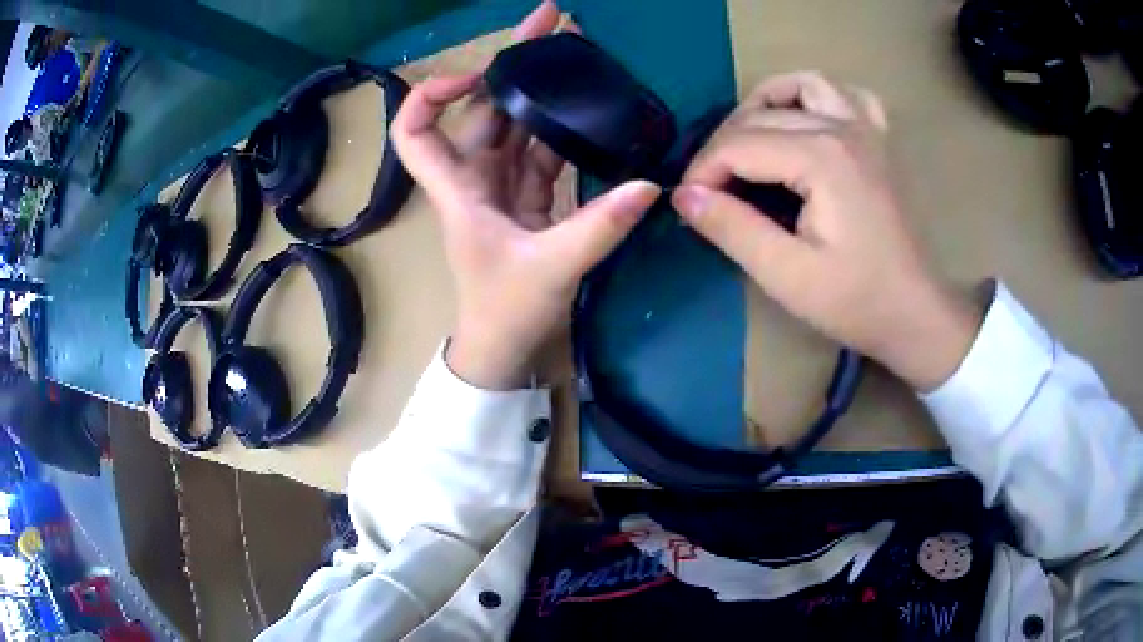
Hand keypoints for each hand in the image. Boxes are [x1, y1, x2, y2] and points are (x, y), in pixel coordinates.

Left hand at [392, 0, 660, 389]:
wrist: (506, 348)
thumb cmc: (507, 310)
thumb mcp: (552, 267)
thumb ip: (599, 227)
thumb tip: (649, 185)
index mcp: (461, 188)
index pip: (416, 132)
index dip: (432, 95)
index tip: (478, 74)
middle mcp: (476, 177)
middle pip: (484, 109)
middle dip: (513, 63)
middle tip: (556, 21)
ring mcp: (503, 185)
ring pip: (516, 123)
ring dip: (542, 88)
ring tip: (578, 50)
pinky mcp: (527, 197)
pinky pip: (541, 150)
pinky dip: (560, 127)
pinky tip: (586, 105)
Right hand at [672, 72, 980, 390]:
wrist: (915, 314)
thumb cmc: (857, 301)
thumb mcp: (787, 275)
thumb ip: (733, 229)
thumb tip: (684, 195)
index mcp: (821, 158)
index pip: (739, 144)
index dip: (703, 171)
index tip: (688, 204)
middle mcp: (843, 128)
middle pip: (762, 114)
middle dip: (724, 146)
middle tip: (711, 188)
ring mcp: (868, 129)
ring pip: (805, 85)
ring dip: (768, 102)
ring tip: (750, 137)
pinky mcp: (881, 142)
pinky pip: (848, 96)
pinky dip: (819, 99)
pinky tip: (810, 121)